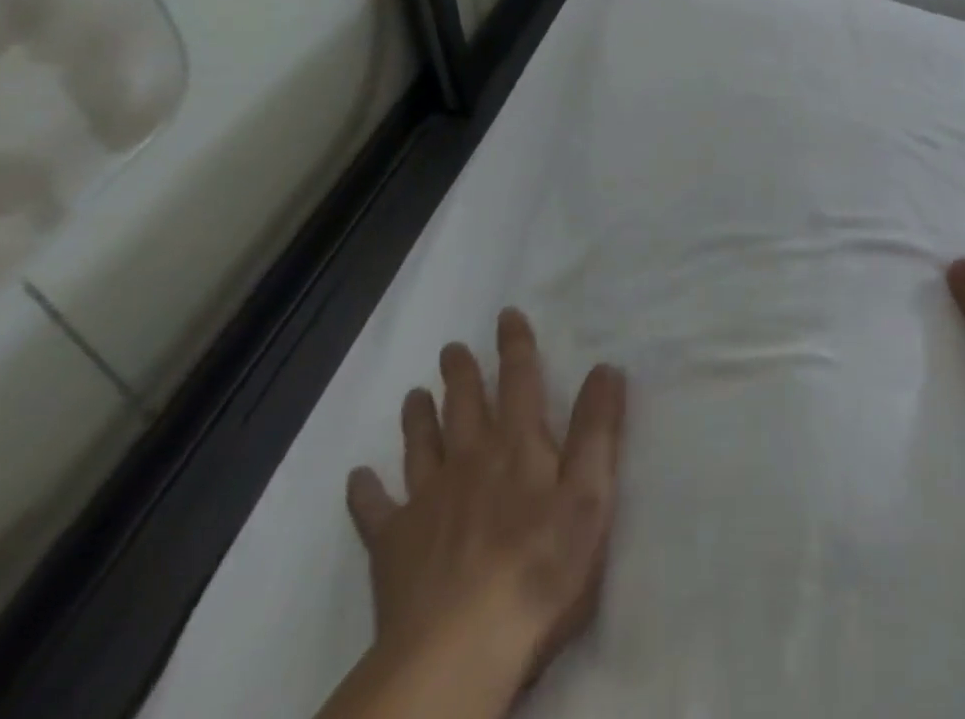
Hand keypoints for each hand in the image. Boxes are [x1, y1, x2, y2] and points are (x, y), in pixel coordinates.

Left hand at [343, 309, 625, 707]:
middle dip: (461, 373)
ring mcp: (427, 501)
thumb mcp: (590, 494)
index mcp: (518, 444)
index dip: (515, 345)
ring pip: (421, 445)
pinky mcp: (393, 547)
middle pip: (465, 405)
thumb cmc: (541, 567)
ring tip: (413, 394)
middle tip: (451, 348)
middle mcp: (470, 459)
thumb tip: (606, 367)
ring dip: (418, 417)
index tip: (506, 315)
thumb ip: (598, 428)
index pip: (519, 380)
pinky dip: (366, 492)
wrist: (460, 649)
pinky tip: (358, 478)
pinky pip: (374, 511)